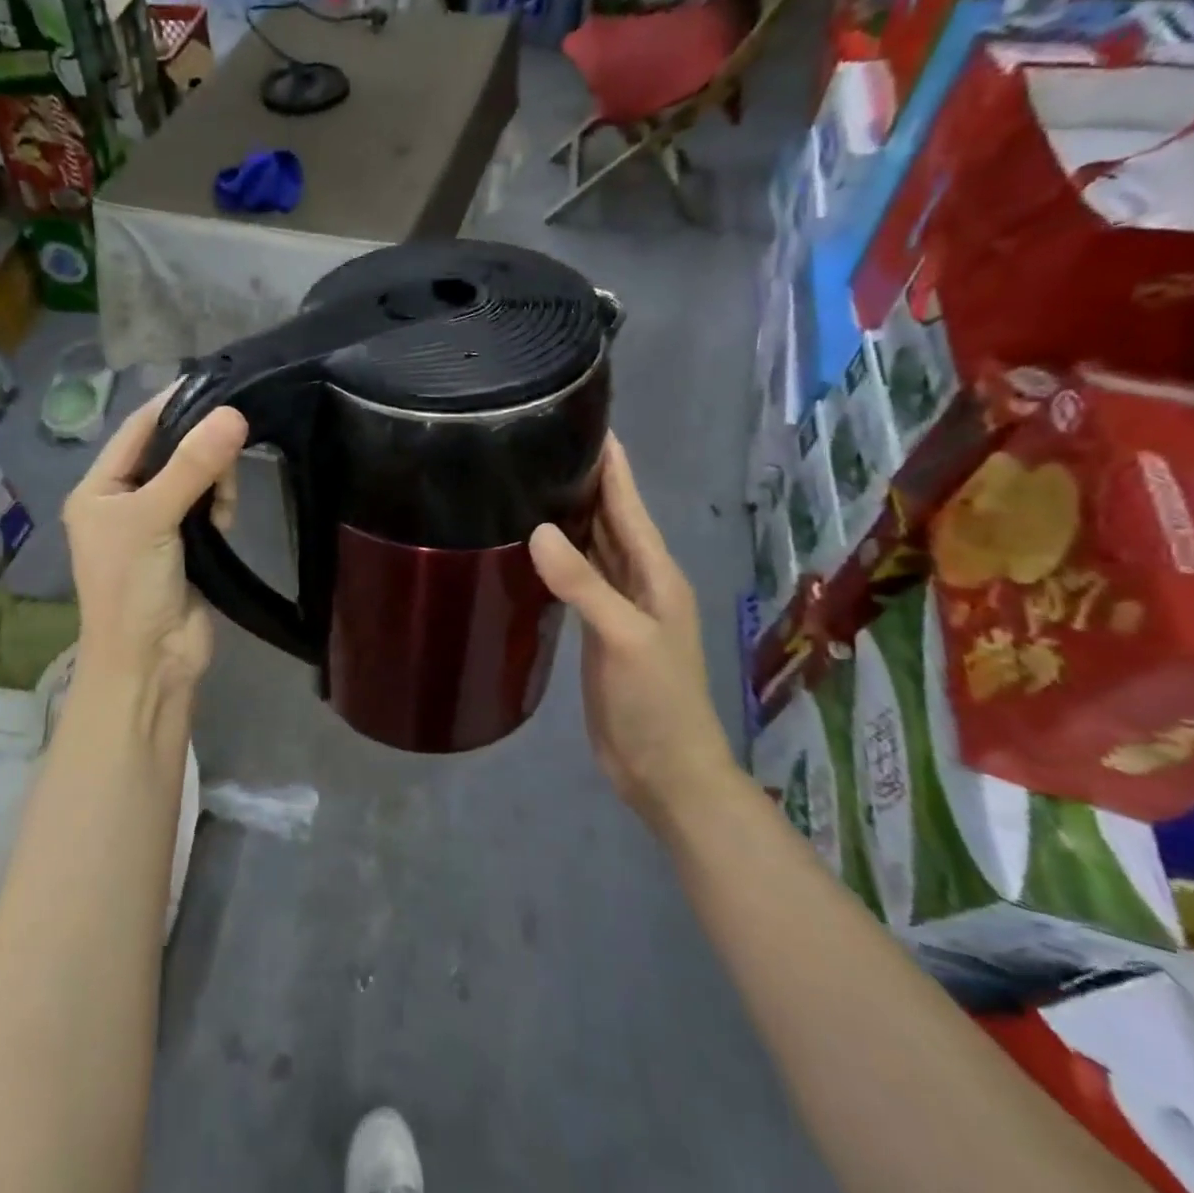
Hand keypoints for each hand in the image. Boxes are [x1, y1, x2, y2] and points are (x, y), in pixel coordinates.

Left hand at [63, 389, 246, 697]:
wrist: (150, 663)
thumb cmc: (133, 587)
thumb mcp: (153, 519)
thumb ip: (192, 466)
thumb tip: (235, 414)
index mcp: (99, 488)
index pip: (138, 428)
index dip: (174, 403)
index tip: (217, 383)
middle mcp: (125, 501)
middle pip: (171, 451)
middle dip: (201, 451)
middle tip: (228, 460)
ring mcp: (157, 524)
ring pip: (195, 478)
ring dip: (214, 483)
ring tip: (221, 509)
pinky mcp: (187, 546)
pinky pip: (208, 507)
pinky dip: (220, 507)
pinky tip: (224, 523)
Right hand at [529, 436, 732, 819]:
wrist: (664, 770)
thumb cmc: (657, 703)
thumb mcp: (624, 639)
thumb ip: (584, 585)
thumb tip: (537, 531)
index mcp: (656, 574)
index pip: (629, 505)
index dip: (611, 465)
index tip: (586, 421)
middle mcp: (639, 581)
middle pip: (610, 519)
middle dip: (584, 481)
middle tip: (540, 445)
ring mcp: (618, 607)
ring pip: (591, 548)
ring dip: (568, 517)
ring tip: (529, 484)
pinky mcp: (597, 631)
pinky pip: (576, 581)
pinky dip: (557, 559)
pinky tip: (530, 548)